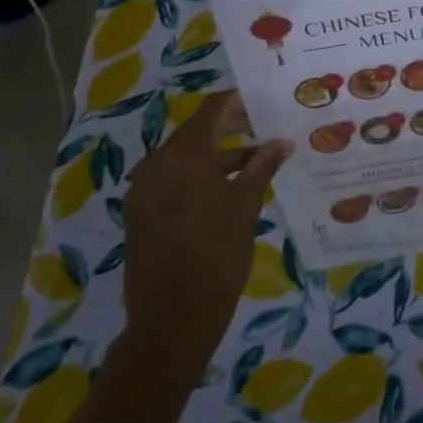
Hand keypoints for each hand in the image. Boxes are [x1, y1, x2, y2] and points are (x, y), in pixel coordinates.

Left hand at [123, 91, 289, 354]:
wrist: (172, 321)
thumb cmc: (217, 255)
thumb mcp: (246, 205)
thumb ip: (262, 166)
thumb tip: (281, 141)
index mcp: (183, 155)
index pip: (212, 110)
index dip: (238, 102)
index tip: (264, 102)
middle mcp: (157, 164)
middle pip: (196, 132)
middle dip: (230, 128)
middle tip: (263, 128)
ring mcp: (144, 190)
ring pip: (185, 158)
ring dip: (216, 155)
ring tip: (253, 162)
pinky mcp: (140, 215)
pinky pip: (172, 181)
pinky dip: (198, 177)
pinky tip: (226, 190)